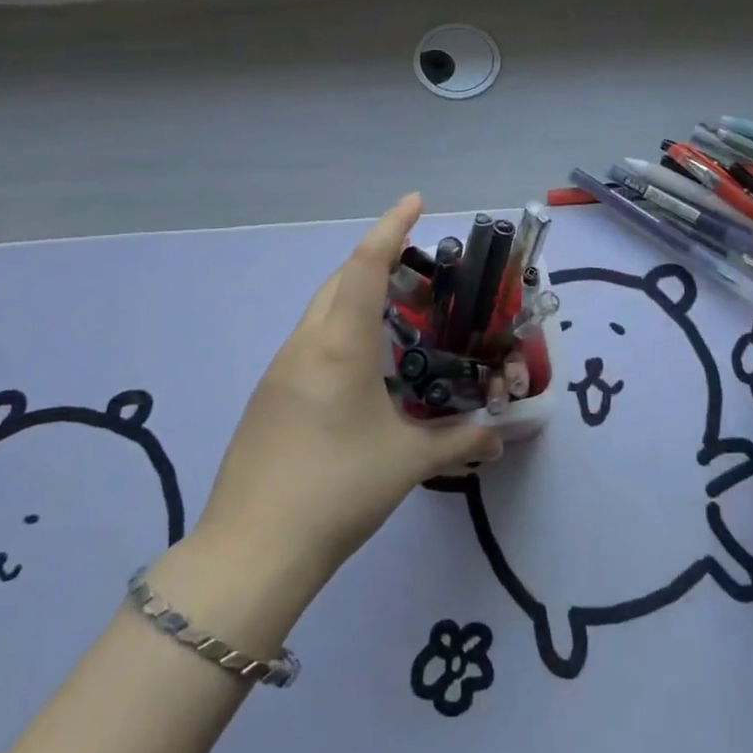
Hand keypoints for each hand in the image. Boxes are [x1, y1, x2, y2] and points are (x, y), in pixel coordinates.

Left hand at [188, 194, 503, 596]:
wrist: (250, 551)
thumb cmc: (337, 489)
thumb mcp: (407, 462)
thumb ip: (459, 441)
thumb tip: (502, 436)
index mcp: (340, 343)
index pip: (366, 265)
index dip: (391, 227)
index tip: (415, 201)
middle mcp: (306, 343)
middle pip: (339, 279)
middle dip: (376, 260)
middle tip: (418, 267)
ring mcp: (280, 369)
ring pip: (321, 310)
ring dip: (356, 296)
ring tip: (397, 313)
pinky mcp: (268, 396)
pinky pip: (310, 342)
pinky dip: (340, 330)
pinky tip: (362, 367)